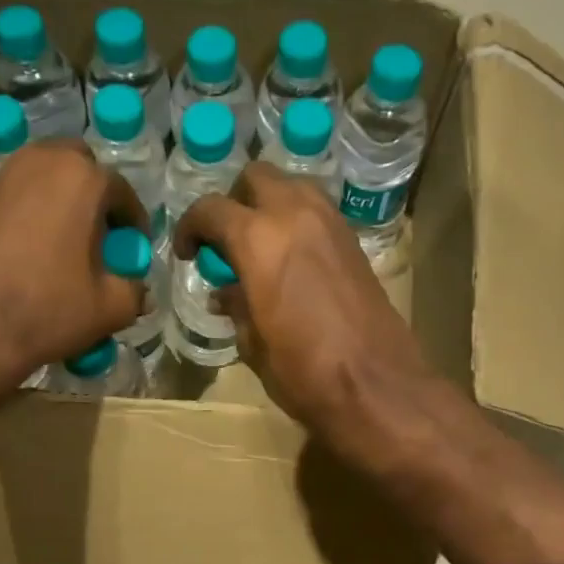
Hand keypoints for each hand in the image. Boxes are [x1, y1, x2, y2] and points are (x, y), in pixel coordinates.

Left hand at [0, 141, 148, 388]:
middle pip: (77, 168)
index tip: (133, 248)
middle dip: (93, 196)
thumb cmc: (48, 309)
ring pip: (41, 178)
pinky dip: (28, 215)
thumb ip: (134, 291)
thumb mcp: (110, 308)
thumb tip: (139, 290)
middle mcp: (38, 161)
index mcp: (81, 178)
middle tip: (98, 236)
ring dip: (59, 202)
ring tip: (63, 246)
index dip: (133, 222)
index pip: (121, 191)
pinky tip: (29, 256)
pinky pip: (13, 198)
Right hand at [172, 163, 436, 443]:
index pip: (211, 210)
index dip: (191, 228)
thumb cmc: (303, 372)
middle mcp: (295, 215)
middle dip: (234, 202)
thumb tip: (224, 292)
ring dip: (270, 205)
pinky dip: (298, 221)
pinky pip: (318, 211)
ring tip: (261, 247)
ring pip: (292, 186)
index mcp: (258, 240)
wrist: (375, 385)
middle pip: (256, 178)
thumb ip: (236, 307)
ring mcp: (331, 223)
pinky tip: (293, 260)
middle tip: (228, 242)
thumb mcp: (253, 344)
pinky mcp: (355, 241)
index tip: (189, 254)